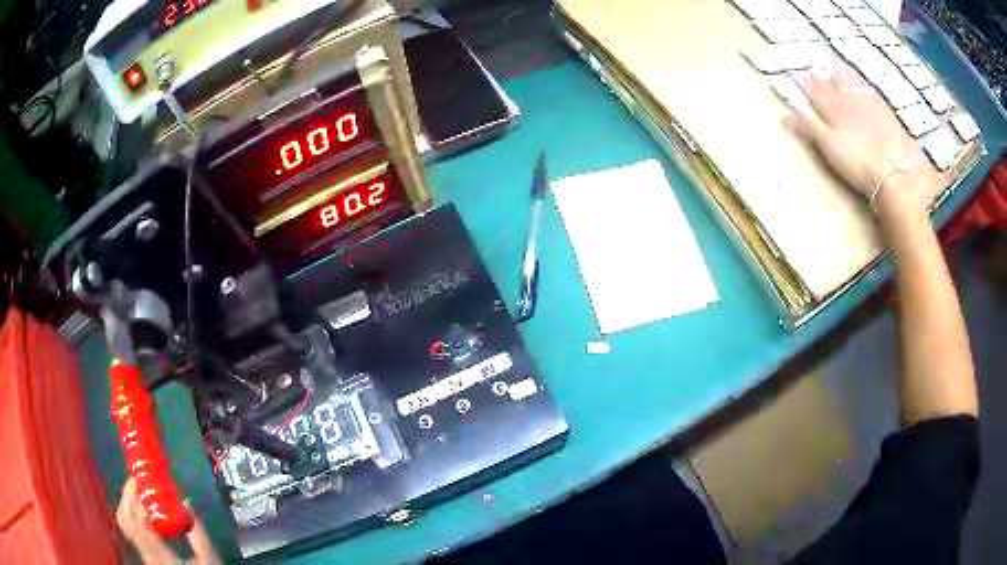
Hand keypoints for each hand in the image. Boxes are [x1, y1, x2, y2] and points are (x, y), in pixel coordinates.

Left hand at [116, 477, 221, 564]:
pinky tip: (142, 507)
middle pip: (125, 520)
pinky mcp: (144, 554)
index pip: (138, 523)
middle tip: (137, 479)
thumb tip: (186, 503)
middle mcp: (146, 555)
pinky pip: (130, 528)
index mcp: (160, 557)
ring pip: (124, 523)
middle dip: (127, 496)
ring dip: (127, 502)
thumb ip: (199, 534)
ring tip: (137, 489)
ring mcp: (143, 555)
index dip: (137, 501)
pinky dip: (131, 512)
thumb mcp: (209, 559)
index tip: (144, 483)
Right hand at [789, 61, 937, 207]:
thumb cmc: (858, 164)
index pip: (814, 94)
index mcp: (832, 113)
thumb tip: (787, 111)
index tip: (793, 72)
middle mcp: (847, 104)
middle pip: (832, 87)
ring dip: (841, 75)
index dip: (803, 83)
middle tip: (813, 63)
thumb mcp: (829, 148)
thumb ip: (809, 126)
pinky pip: (869, 92)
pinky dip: (862, 84)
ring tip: (833, 64)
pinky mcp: (883, 113)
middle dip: (821, 75)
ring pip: (850, 85)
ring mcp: (866, 106)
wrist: (892, 171)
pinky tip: (860, 80)